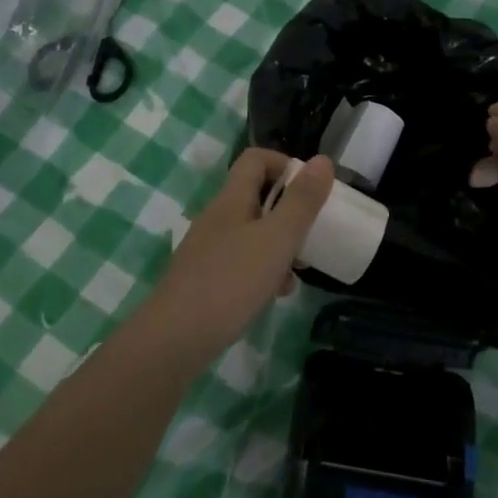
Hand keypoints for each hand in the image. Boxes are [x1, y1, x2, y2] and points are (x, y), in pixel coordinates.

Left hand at [146, 149, 334, 353]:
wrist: (175, 339)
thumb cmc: (231, 281)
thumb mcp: (277, 239)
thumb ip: (302, 201)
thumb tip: (322, 160)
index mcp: (231, 199)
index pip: (256, 159)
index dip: (285, 165)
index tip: (311, 190)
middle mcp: (217, 217)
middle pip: (257, 196)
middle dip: (289, 210)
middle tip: (312, 231)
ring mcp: (209, 249)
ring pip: (253, 232)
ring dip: (279, 243)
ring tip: (299, 268)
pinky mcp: (206, 278)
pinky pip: (242, 261)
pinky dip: (264, 270)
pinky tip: (276, 293)